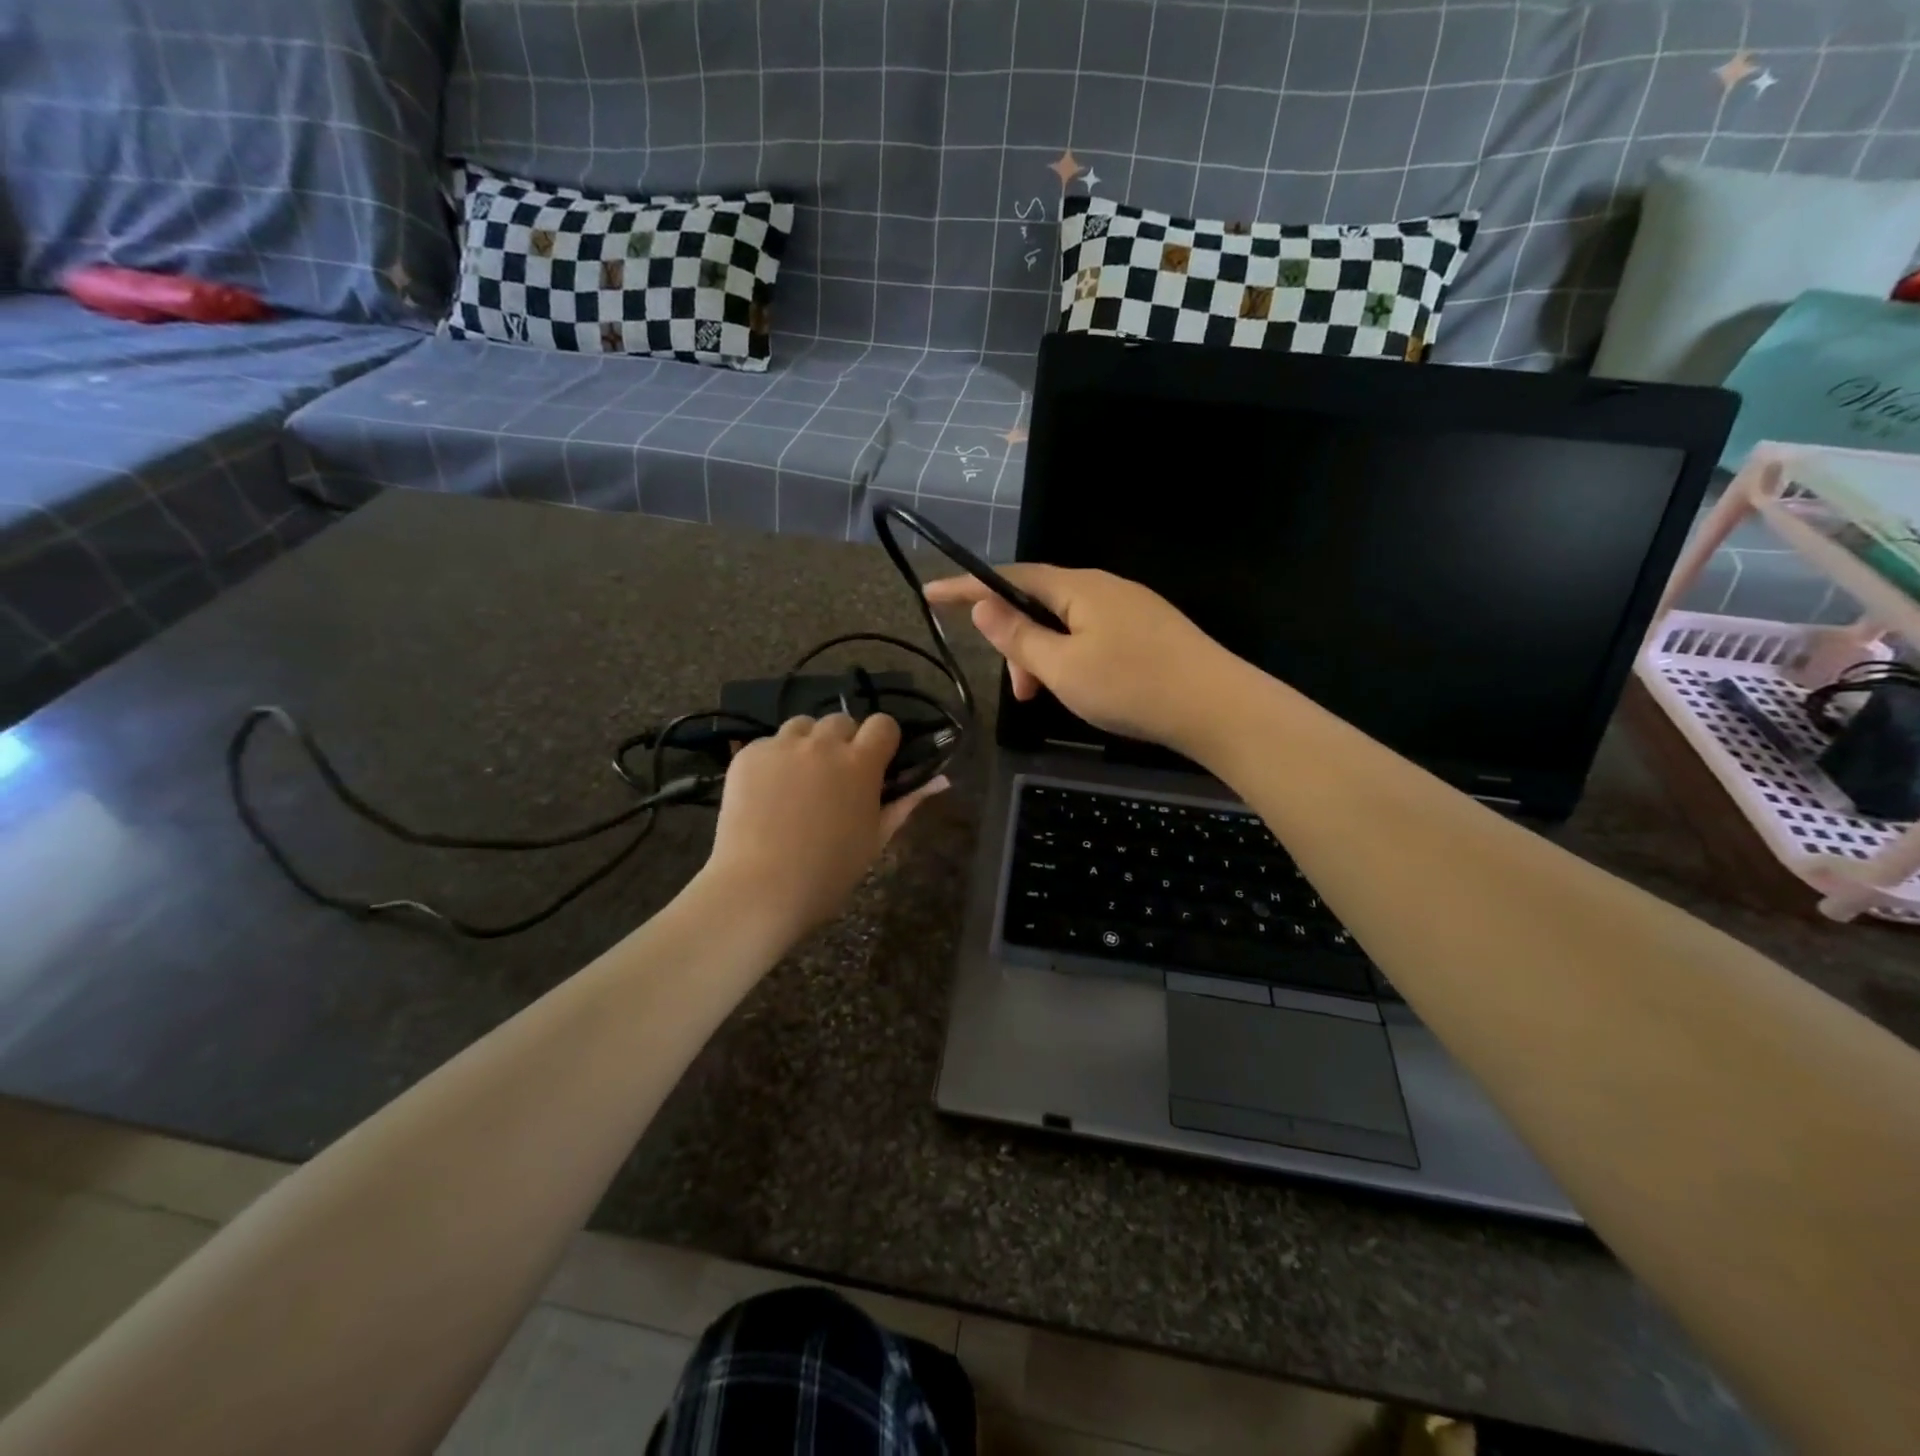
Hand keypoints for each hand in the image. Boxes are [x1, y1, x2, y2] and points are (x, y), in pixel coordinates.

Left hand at [700, 713, 947, 937]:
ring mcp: (782, 746)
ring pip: (802, 726)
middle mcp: (823, 745)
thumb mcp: (875, 839)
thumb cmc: (828, 873)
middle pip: (841, 720)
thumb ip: (905, 803)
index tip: (876, 761)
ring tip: (798, 779)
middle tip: (834, 776)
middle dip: (842, 741)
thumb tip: (940, 781)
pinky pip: (768, 744)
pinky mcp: (748, 755)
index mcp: (861, 764)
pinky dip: (773, 761)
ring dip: (807, 744)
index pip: (883, 724)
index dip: (882, 740)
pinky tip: (767, 793)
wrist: (759, 889)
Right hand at [924, 565, 1242, 752]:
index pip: (1010, 578)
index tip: (930, 593)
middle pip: (1040, 603)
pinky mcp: (1148, 631)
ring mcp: (1130, 608)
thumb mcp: (1062, 667)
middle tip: (1020, 693)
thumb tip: (982, 605)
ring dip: (1045, 658)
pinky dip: (1072, 660)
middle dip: (1018, 644)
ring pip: (1067, 625)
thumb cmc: (1131, 685)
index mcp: (1078, 587)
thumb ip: (1018, 637)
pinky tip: (1081, 689)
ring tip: (1047, 699)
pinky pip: (1093, 635)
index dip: (967, 587)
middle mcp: (1104, 587)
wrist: (1217, 706)